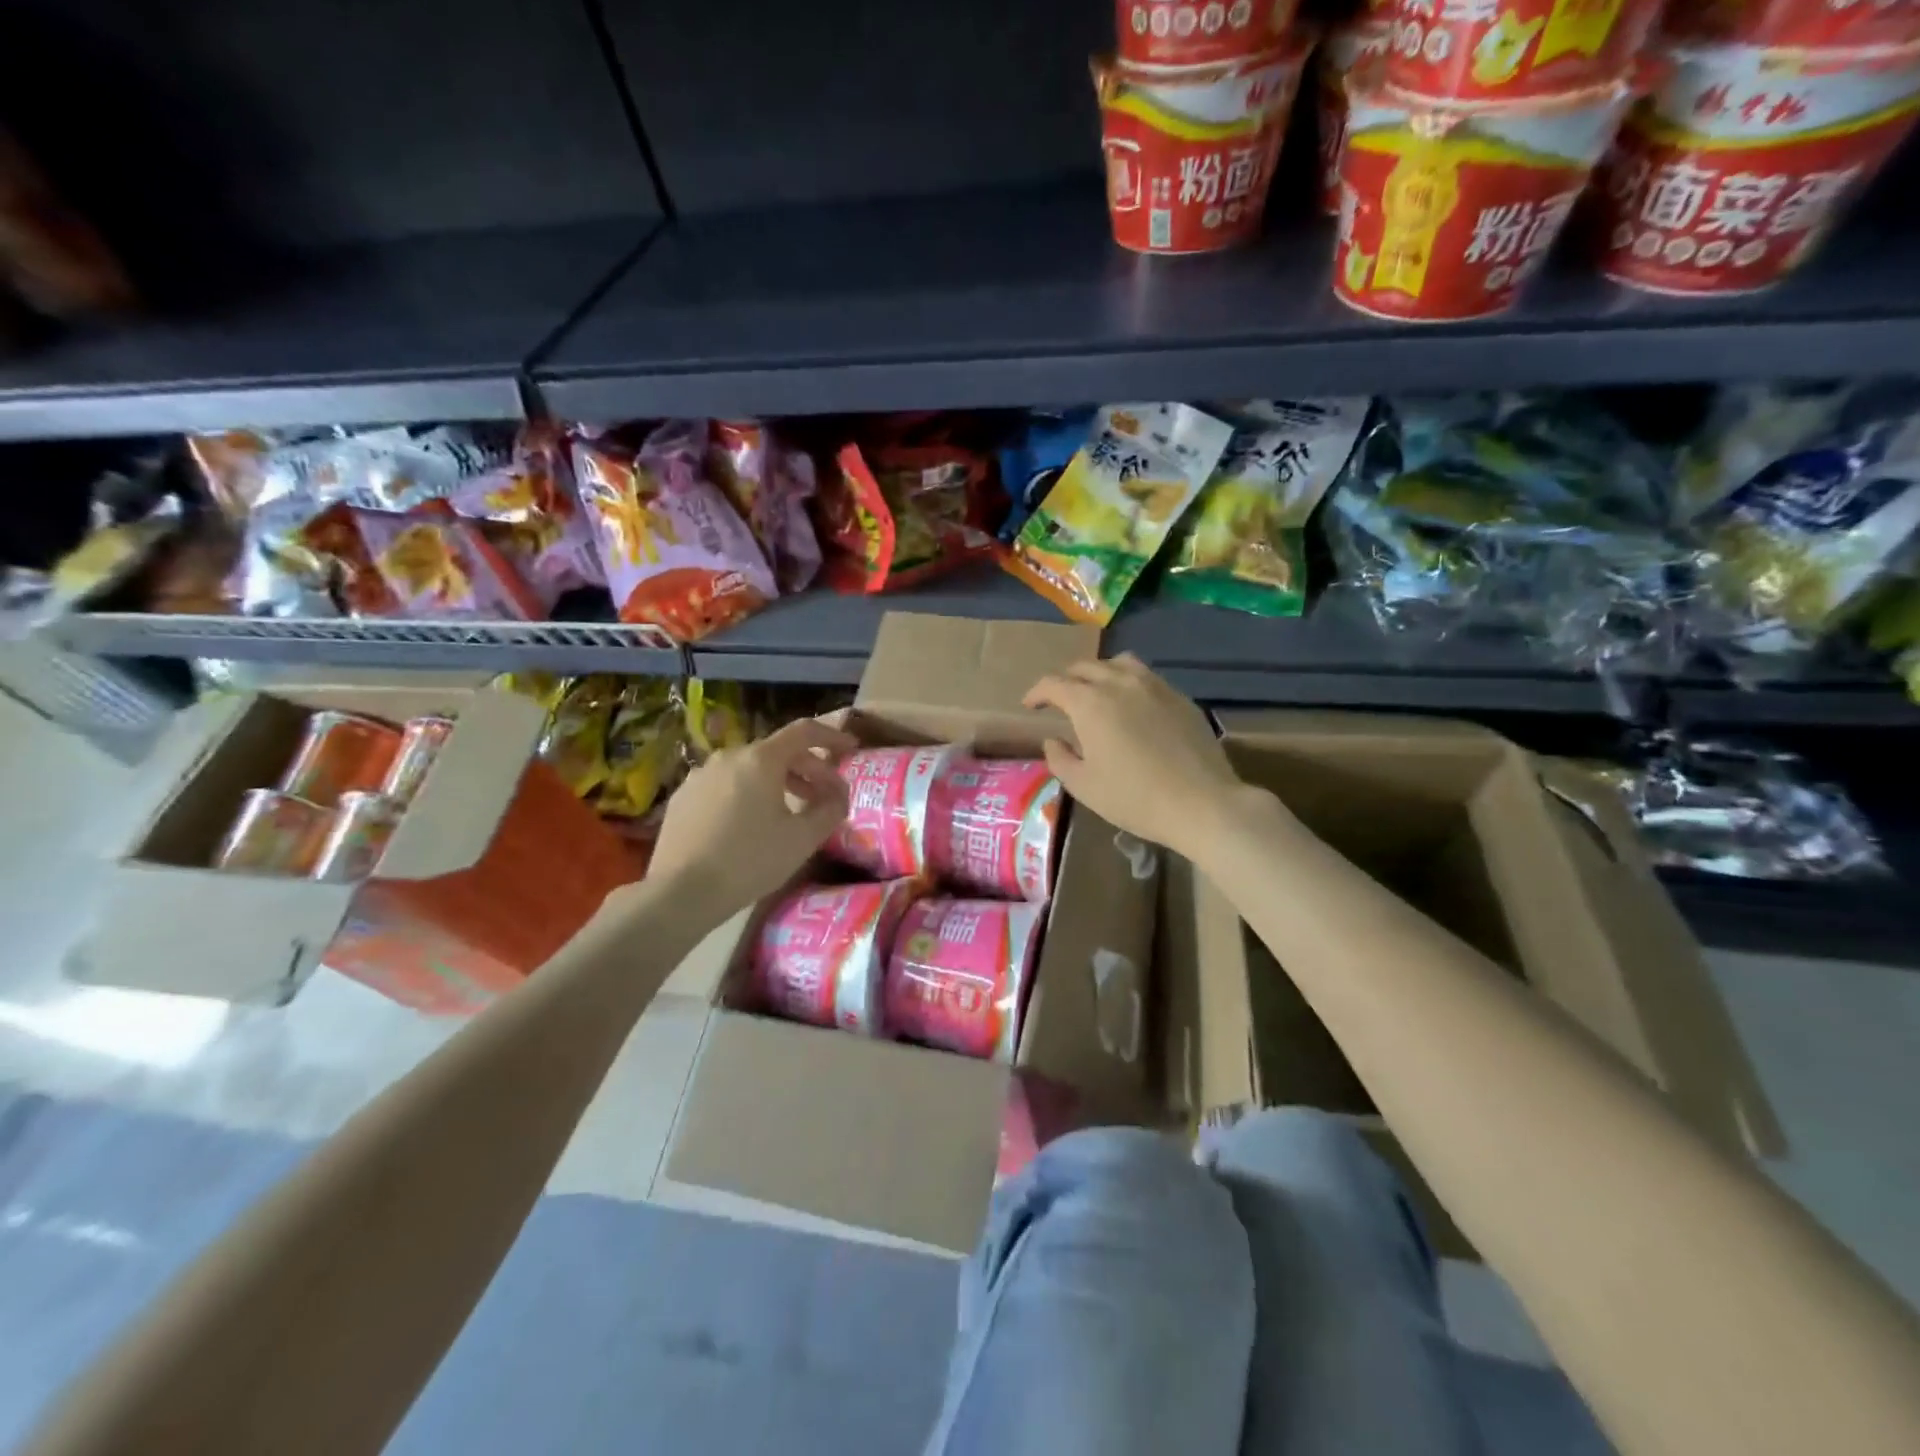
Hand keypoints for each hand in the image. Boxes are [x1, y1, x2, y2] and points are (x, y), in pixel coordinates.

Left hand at [647, 717, 857, 920]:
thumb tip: (839, 795)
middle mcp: (729, 756)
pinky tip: (751, 822)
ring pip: (749, 769)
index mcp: (761, 759)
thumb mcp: (803, 839)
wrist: (680, 892)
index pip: (804, 732)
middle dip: (808, 768)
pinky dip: (747, 793)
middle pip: (777, 751)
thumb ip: (830, 809)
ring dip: (777, 782)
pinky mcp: (683, 797)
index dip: (832, 736)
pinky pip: (725, 785)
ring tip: (791, 809)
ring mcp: (701, 775)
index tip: (851, 747)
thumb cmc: (750, 861)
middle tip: (825, 793)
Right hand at [1024, 654, 1246, 859]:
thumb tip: (1053, 740)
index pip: (1054, 684)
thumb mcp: (1084, 786)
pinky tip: (1133, 706)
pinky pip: (1147, 677)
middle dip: (1066, 679)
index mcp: (1090, 703)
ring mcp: (1155, 686)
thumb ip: (1059, 759)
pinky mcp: (1180, 697)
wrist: (1201, 803)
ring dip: (1100, 673)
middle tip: (1059, 699)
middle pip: (1085, 667)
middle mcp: (1120, 683)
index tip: (1030, 706)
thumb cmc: (1134, 798)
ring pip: (1119, 663)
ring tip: (1097, 692)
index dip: (1037, 692)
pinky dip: (1129, 683)